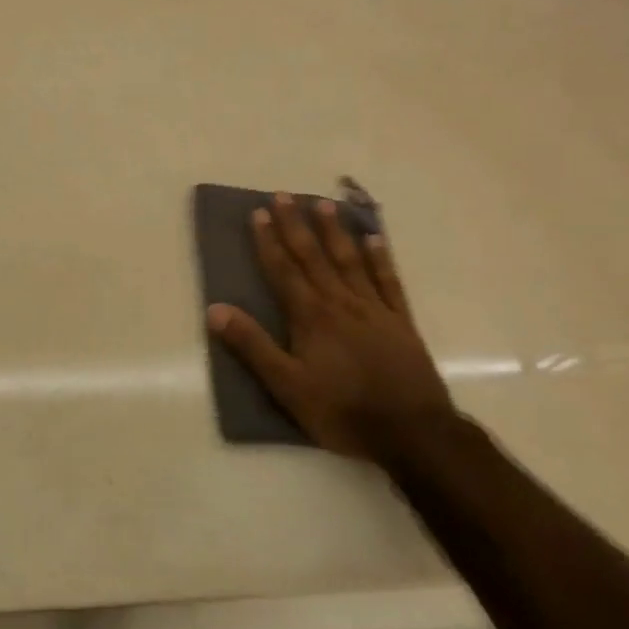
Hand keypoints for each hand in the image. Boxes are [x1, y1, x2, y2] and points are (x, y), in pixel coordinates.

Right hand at [207, 194, 455, 466]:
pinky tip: (375, 239)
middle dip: (296, 225)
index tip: (258, 213)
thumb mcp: (287, 386)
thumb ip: (252, 346)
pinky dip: (380, 258)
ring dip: (335, 231)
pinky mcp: (401, 322)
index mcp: (311, 317)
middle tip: (283, 195)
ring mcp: (375, 309)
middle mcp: (341, 303)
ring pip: (350, 261)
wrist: (412, 433)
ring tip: (323, 204)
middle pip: (314, 257)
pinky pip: (389, 281)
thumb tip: (215, 310)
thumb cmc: (342, 411)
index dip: (269, 241)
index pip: (284, 270)